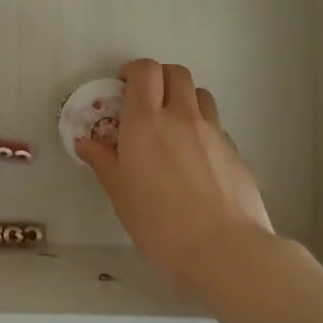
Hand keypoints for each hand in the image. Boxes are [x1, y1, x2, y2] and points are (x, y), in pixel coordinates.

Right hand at [76, 58, 275, 294]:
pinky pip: (216, 126)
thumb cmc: (161, 225)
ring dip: (184, 99)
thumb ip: (104, 162)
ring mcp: (213, 132)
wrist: (225, 251)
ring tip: (174, 127)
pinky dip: (203, 130)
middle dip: (160, 79)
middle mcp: (181, 116)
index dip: (134, 72)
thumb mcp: (121, 195)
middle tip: (147, 103)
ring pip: (200, 94)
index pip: (145, 71)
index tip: (123, 88)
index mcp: (146, 122)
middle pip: (176, 73)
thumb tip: (86, 142)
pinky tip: (197, 161)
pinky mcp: (236, 151)